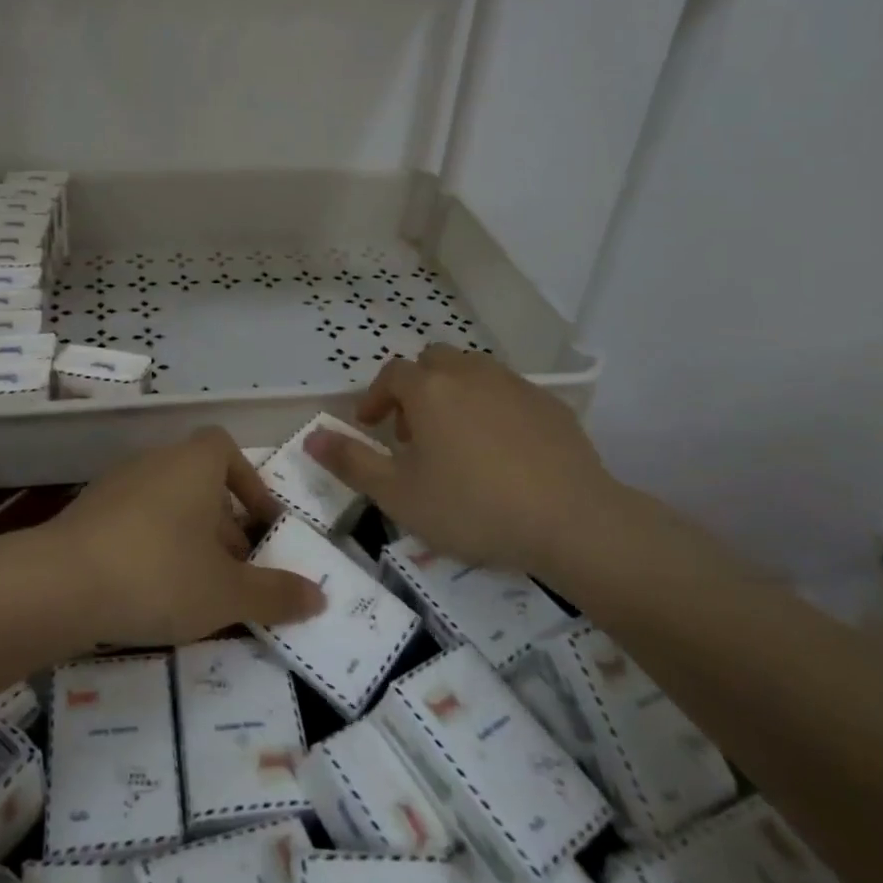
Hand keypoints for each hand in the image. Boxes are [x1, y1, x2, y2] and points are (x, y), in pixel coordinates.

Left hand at [45, 427, 326, 645]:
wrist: (60, 583)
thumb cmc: (159, 574)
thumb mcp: (227, 593)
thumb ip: (275, 594)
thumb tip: (321, 597)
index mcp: (193, 464)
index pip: (225, 449)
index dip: (249, 483)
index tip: (261, 526)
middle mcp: (155, 461)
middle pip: (199, 481)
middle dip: (223, 523)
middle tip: (235, 572)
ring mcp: (116, 484)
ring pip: (167, 503)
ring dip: (188, 537)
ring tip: (197, 588)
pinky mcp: (86, 512)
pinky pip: (134, 520)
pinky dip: (152, 545)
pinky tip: (151, 591)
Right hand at [305, 345, 620, 573]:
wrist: (572, 520)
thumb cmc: (473, 507)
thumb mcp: (399, 495)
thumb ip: (351, 463)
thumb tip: (310, 438)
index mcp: (428, 389)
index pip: (391, 376)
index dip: (375, 399)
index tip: (372, 428)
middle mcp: (468, 373)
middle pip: (432, 362)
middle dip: (416, 389)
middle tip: (414, 433)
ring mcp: (512, 384)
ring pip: (471, 372)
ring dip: (453, 394)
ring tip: (456, 440)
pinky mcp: (548, 403)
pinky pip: (507, 392)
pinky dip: (492, 408)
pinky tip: (502, 451)